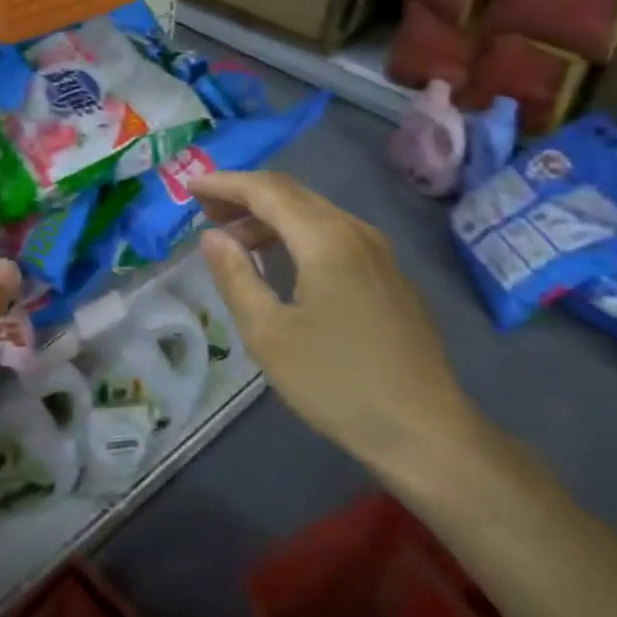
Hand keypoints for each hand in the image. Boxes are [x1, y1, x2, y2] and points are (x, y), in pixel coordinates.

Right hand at [190, 170, 482, 480]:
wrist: (427, 433)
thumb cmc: (337, 383)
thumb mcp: (268, 333)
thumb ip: (235, 276)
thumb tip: (212, 236)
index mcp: (325, 239)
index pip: (265, 191)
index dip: (224, 184)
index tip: (190, 186)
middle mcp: (354, 231)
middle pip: (291, 193)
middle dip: (244, 194)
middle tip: (205, 209)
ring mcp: (378, 252)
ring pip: (313, 212)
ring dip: (269, 215)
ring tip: (233, 239)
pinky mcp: (388, 274)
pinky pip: (332, 233)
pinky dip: (295, 232)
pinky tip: (279, 261)